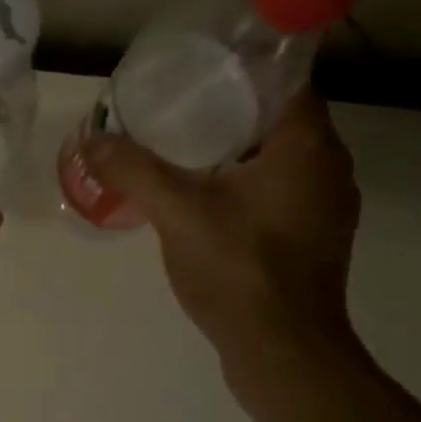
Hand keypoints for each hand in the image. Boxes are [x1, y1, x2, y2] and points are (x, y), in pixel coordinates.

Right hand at [81, 91, 361, 370]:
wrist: (281, 350)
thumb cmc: (239, 269)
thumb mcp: (177, 212)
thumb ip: (134, 170)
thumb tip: (91, 139)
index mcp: (308, 146)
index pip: (283, 81)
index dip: (240, 71)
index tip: (194, 74)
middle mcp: (328, 168)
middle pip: (276, 119)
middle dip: (227, 110)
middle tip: (173, 110)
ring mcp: (325, 207)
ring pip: (276, 159)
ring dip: (234, 151)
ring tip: (179, 150)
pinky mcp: (312, 238)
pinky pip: (275, 191)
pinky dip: (243, 184)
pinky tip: (202, 198)